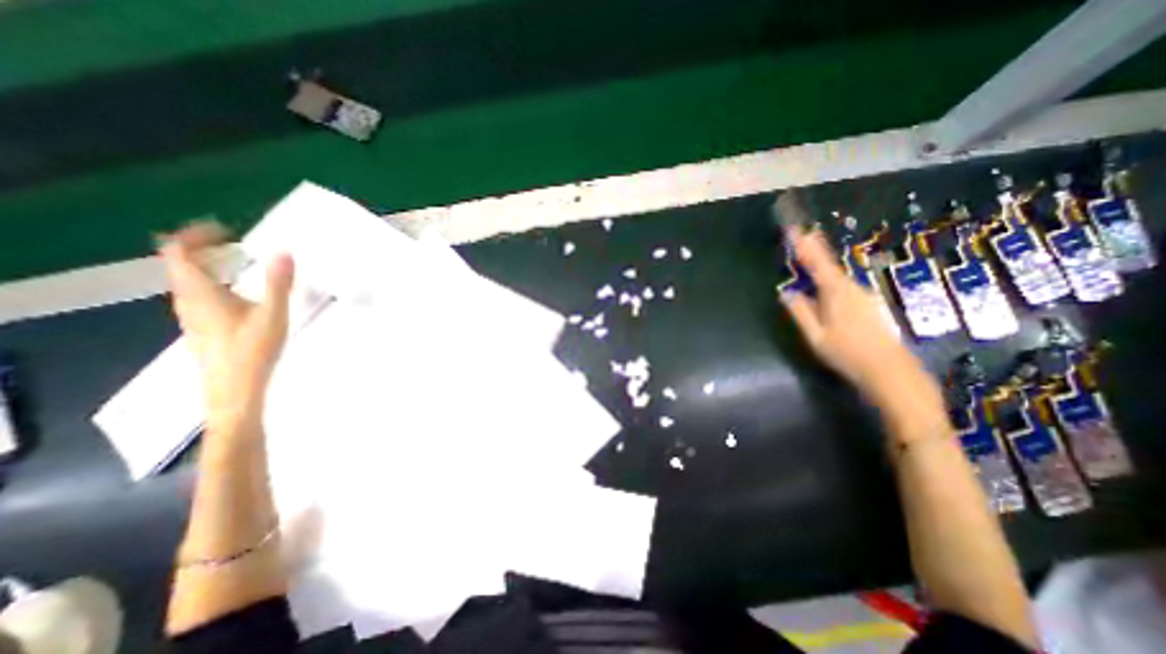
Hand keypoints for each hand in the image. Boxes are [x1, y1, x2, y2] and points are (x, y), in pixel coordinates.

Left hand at [158, 222, 296, 432]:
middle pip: (181, 265)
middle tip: (233, 244)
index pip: (178, 252)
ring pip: (189, 281)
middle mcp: (188, 300)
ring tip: (237, 263)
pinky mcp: (202, 328)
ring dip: (208, 266)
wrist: (234, 390)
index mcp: (200, 293)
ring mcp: (192, 316)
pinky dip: (213, 283)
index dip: (195, 235)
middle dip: (204, 249)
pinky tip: (238, 293)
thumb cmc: (253, 351)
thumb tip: (284, 252)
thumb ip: (278, 283)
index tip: (224, 229)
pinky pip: (199, 295)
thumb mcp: (273, 314)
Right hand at [778, 226, 935, 407]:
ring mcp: (863, 295)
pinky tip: (825, 286)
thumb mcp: (815, 336)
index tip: (794, 228)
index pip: (817, 262)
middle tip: (804, 233)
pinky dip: (831, 279)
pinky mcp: (868, 305)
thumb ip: (800, 312)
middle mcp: (851, 288)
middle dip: (815, 248)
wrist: (890, 371)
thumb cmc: (848, 354)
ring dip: (822, 265)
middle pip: (829, 264)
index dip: (804, 245)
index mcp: (836, 293)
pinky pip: (843, 286)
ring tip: (809, 256)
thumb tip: (787, 293)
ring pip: (837, 276)